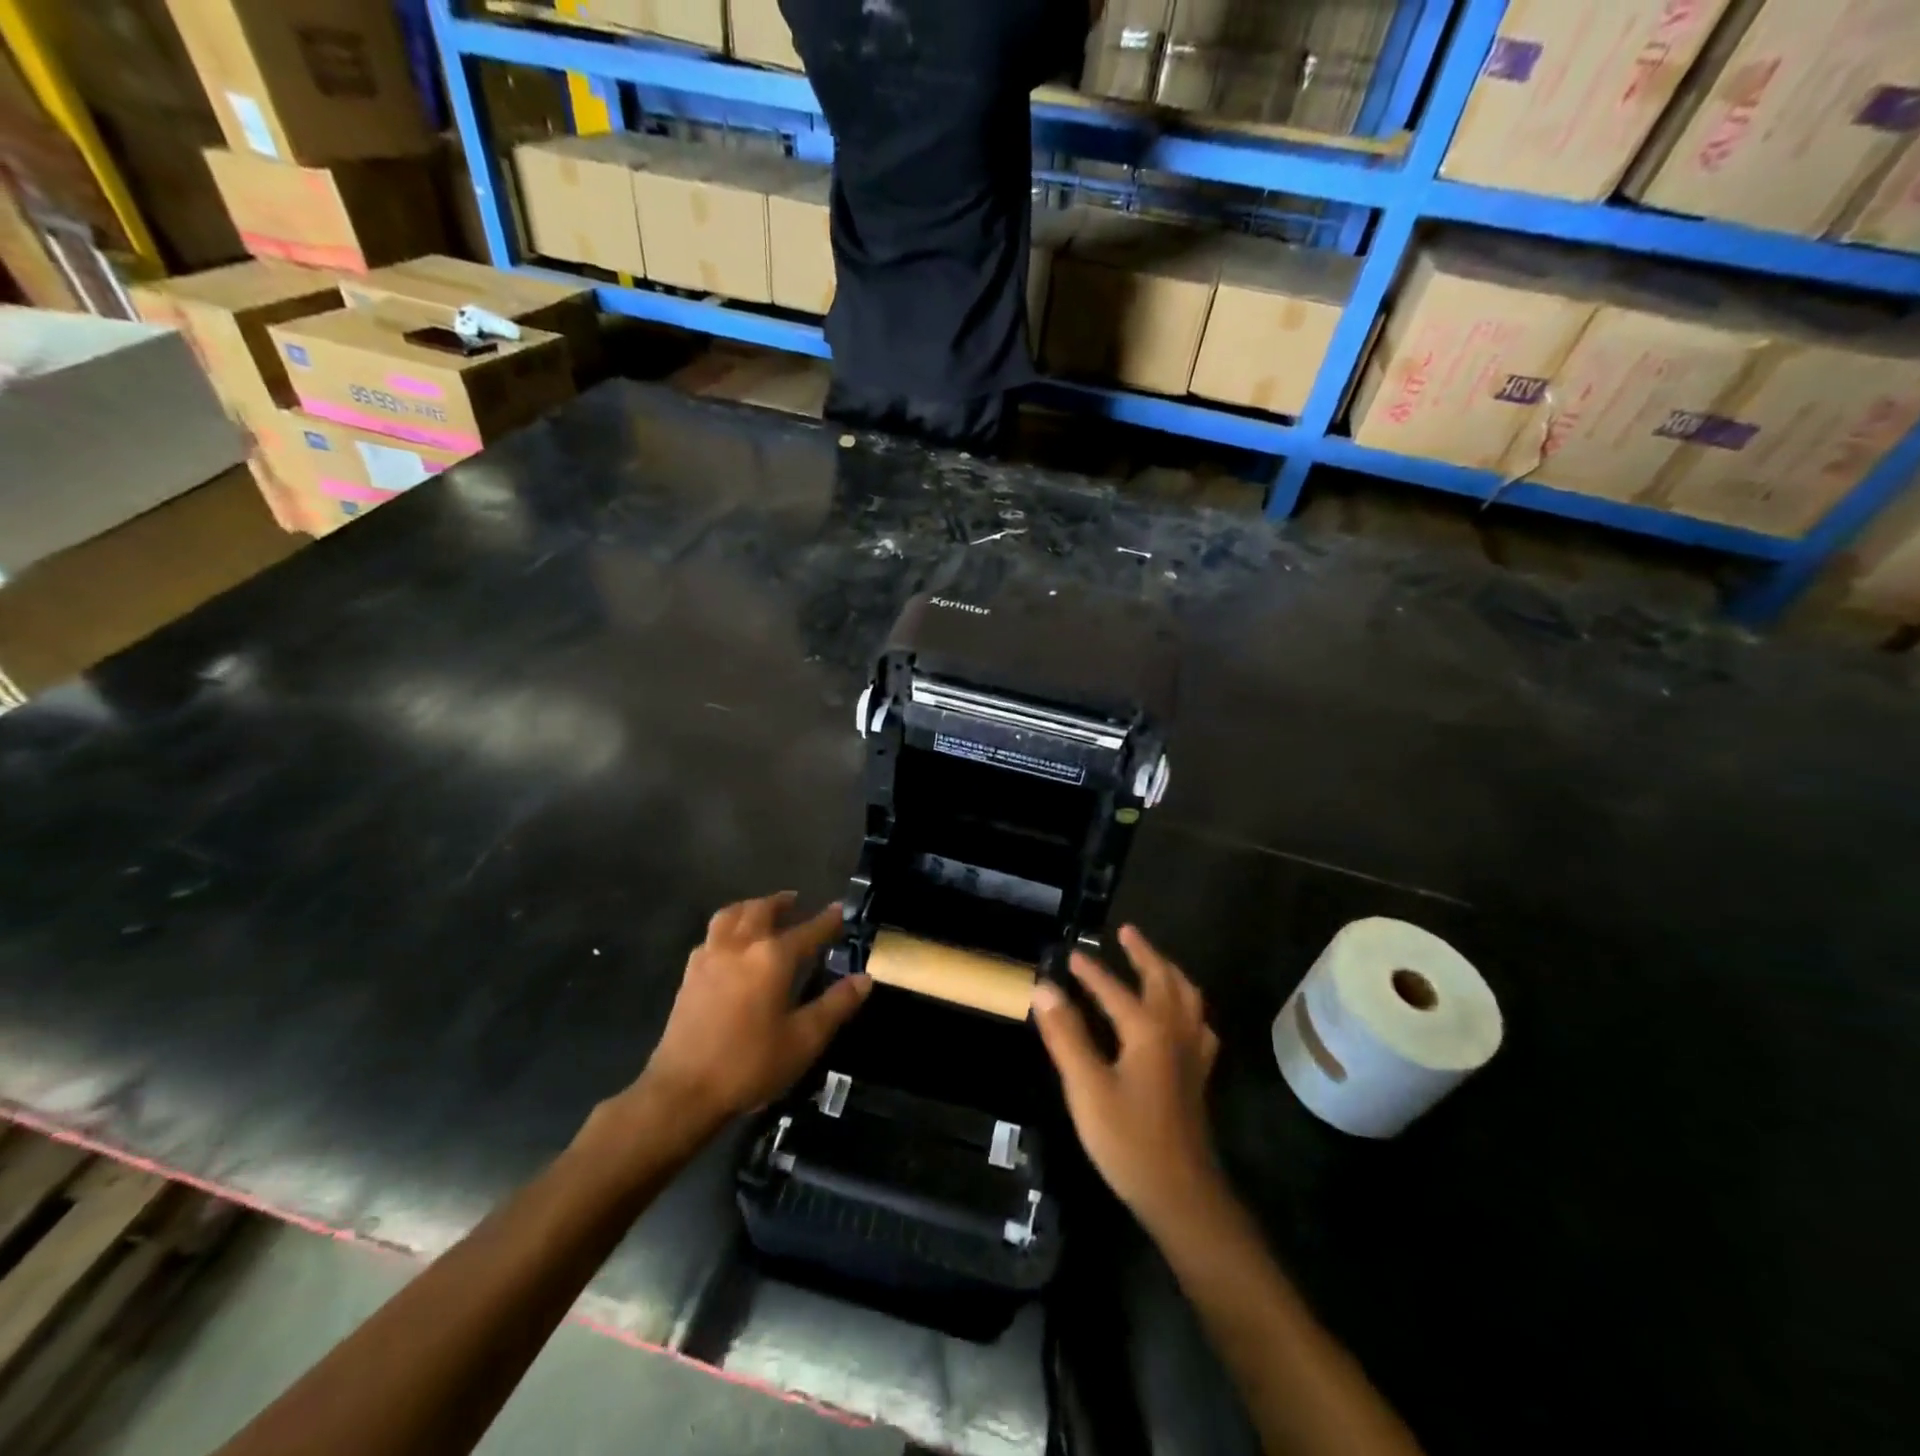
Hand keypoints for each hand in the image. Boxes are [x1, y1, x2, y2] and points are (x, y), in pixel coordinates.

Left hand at [626, 893, 869, 1129]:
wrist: (683, 1091)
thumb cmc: (750, 1064)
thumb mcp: (804, 1039)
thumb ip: (836, 1005)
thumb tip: (864, 979)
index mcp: (772, 958)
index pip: (808, 931)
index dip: (827, 920)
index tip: (840, 910)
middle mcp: (740, 946)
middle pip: (761, 910)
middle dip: (782, 903)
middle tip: (796, 902)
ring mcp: (710, 957)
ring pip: (731, 915)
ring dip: (750, 908)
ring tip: (762, 912)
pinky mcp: (690, 974)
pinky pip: (712, 935)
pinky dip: (727, 927)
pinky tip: (731, 944)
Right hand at [1033, 925, 1221, 1235]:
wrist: (1180, 1194)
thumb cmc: (1128, 1140)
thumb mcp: (1086, 1088)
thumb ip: (1066, 1035)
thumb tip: (1044, 989)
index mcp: (1148, 1030)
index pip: (1114, 989)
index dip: (1090, 971)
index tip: (1070, 954)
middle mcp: (1175, 1032)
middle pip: (1163, 980)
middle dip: (1144, 953)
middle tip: (1126, 932)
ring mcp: (1192, 1053)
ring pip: (1188, 998)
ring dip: (1169, 972)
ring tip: (1155, 961)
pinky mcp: (1198, 1074)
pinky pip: (1198, 1024)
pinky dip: (1188, 1006)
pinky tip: (1182, 1015)